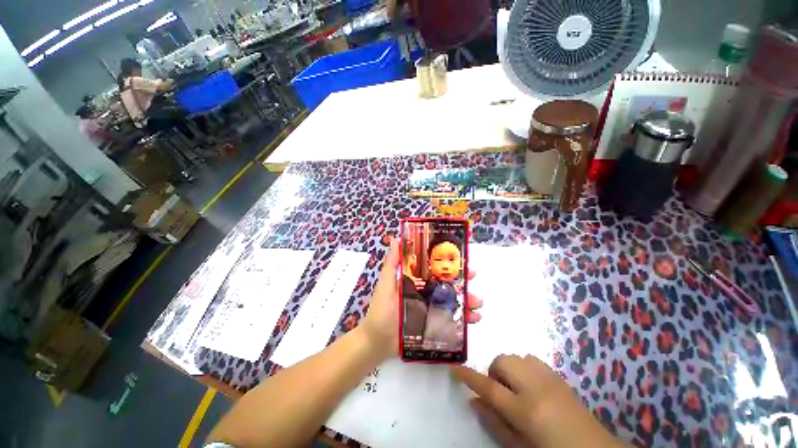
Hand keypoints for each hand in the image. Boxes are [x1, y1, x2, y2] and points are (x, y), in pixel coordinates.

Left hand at [361, 237, 482, 358]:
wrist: (378, 341)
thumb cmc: (381, 310)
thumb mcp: (386, 284)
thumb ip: (392, 263)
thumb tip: (396, 238)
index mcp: (416, 282)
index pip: (435, 269)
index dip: (448, 264)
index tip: (461, 259)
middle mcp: (426, 293)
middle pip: (447, 285)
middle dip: (462, 280)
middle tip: (474, 278)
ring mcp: (431, 310)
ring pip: (453, 301)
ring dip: (468, 300)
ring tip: (478, 303)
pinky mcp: (434, 325)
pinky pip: (453, 321)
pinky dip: (465, 319)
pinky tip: (474, 318)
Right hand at [452, 355, 623, 447]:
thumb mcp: (519, 446)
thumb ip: (494, 423)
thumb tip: (473, 401)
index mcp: (525, 411)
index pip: (489, 387)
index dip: (468, 376)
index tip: (454, 368)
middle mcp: (536, 387)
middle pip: (502, 362)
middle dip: (494, 372)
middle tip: (501, 391)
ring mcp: (549, 378)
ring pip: (516, 357)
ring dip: (509, 369)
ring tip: (516, 388)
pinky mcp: (558, 375)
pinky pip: (531, 359)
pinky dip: (523, 367)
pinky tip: (531, 385)